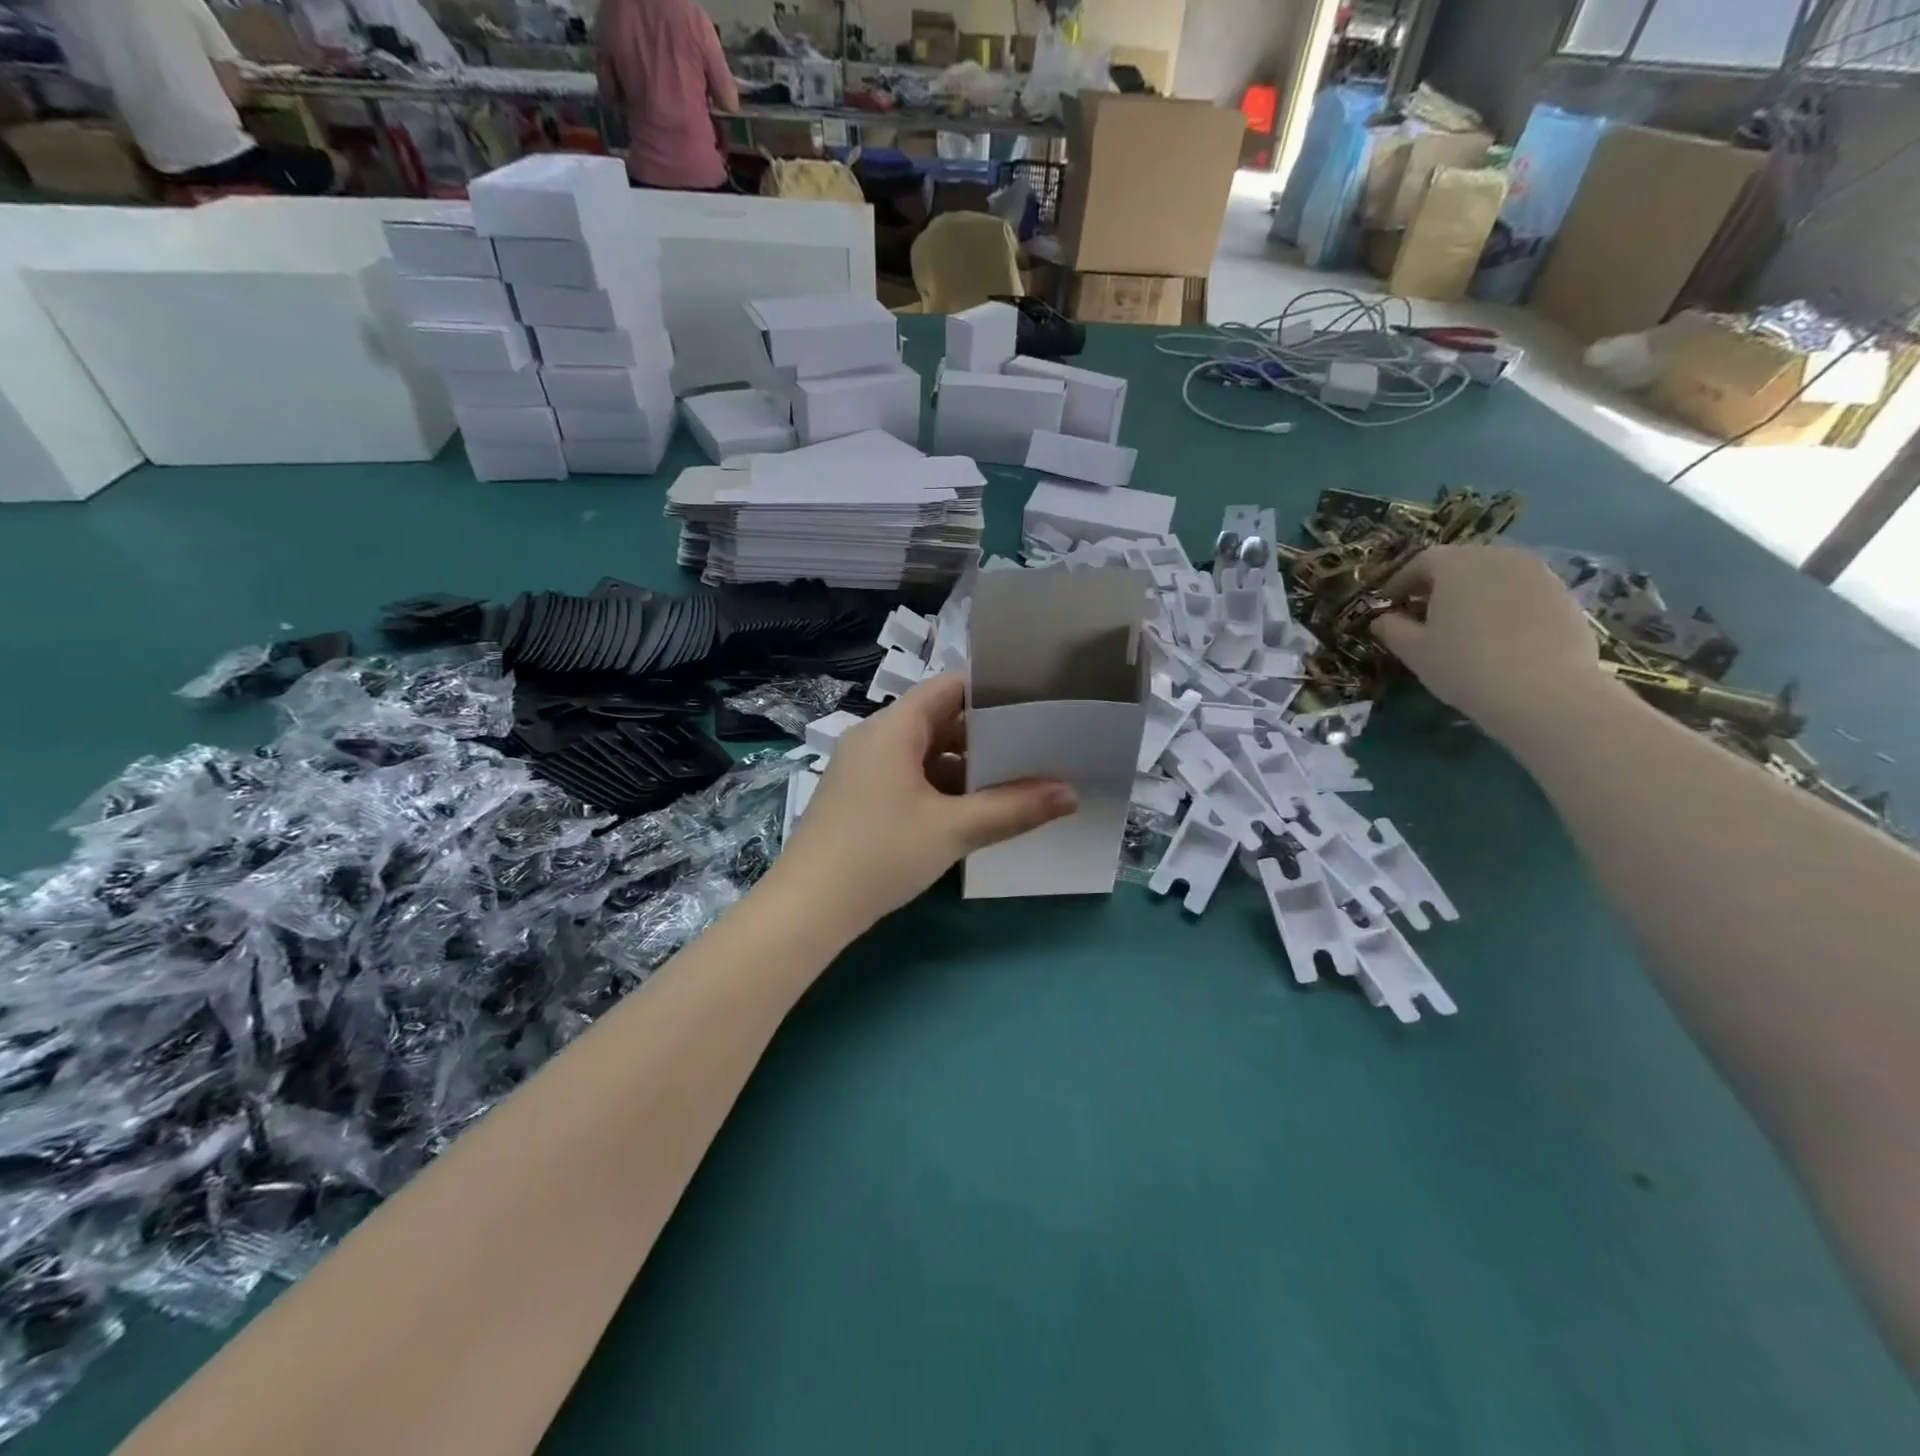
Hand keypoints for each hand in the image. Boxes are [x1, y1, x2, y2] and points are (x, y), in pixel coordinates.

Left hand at [772, 674, 1076, 932]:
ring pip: (924, 752)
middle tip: (1035, 748)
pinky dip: (940, 787)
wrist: (807, 908)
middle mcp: (875, 738)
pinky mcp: (859, 797)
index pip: (949, 687)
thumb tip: (1071, 793)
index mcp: (893, 728)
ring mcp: (863, 769)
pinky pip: (908, 777)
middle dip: (986, 735)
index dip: (992, 691)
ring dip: (964, 767)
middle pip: (938, 719)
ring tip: (1013, 782)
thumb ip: (1013, 808)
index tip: (1034, 704)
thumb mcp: (953, 830)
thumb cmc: (880, 854)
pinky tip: (970, 812)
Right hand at [1370, 545, 1602, 741]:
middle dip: (1439, 585)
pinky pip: (1522, 592)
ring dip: (1474, 594)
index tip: (1390, 603)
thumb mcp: (1414, 651)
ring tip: (1463, 625)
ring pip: (1494, 576)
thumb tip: (1382, 619)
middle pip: (1461, 563)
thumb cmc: (1465, 665)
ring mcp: (1539, 573)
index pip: (1422, 561)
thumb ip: (1392, 629)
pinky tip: (1498, 637)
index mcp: (1458, 563)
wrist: (1546, 692)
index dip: (1401, 581)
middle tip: (1424, 613)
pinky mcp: (1564, 595)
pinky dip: (1504, 606)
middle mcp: (1500, 557)